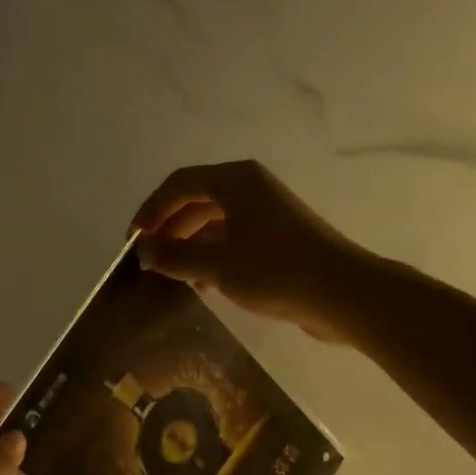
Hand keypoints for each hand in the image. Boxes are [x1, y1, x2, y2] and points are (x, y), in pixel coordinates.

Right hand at [130, 161, 362, 342]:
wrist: (342, 294)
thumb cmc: (275, 270)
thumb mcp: (216, 264)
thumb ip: (174, 255)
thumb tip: (142, 250)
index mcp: (235, 181)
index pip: (179, 184)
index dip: (150, 211)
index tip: (132, 242)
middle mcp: (251, 189)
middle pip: (196, 202)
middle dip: (168, 230)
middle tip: (148, 260)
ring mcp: (267, 215)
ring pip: (214, 224)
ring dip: (189, 247)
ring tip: (170, 276)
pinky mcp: (278, 240)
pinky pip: (233, 241)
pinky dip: (212, 258)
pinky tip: (201, 286)